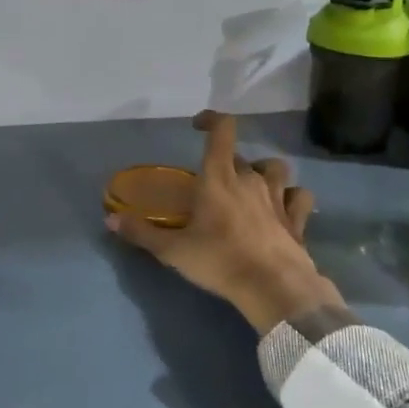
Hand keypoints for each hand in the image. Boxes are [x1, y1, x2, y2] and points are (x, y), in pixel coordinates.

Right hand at [106, 111, 340, 333]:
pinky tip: (284, 206)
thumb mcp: (173, 250)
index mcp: (219, 177)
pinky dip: (292, 196)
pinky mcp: (297, 219)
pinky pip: (299, 196)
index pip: (222, 130)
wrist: (274, 288)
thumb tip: (109, 218)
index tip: (197, 125)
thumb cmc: (220, 261)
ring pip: (274, 168)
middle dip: (225, 161)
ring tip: (251, 185)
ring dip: (263, 171)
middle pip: (239, 155)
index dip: (211, 119)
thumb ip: (141, 232)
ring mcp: (277, 197)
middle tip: (211, 182)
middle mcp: (250, 178)